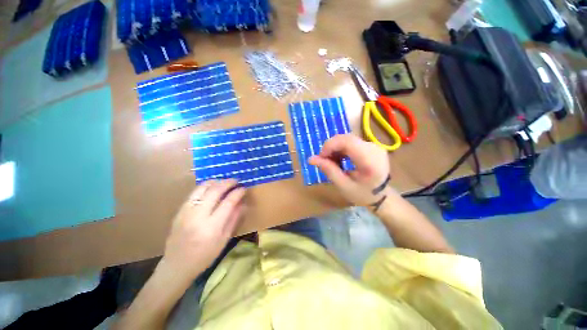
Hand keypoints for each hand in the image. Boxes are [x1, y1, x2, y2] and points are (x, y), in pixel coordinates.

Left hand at [161, 180, 245, 280]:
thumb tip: (243, 203)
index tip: (244, 188)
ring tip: (224, 182)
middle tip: (236, 181)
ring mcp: (186, 212)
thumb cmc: (204, 256)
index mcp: (212, 227)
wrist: (176, 266)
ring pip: (202, 188)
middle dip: (228, 183)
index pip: (228, 202)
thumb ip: (234, 219)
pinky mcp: (179, 211)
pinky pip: (194, 193)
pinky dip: (205, 187)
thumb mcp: (224, 240)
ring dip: (216, 182)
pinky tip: (211, 188)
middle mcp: (198, 216)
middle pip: (215, 191)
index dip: (238, 192)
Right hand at [309, 134, 396, 209]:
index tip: (321, 157)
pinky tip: (340, 159)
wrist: (382, 197)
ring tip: (332, 162)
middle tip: (324, 161)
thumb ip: (328, 170)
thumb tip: (311, 159)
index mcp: (370, 160)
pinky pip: (352, 142)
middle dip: (331, 147)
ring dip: (336, 148)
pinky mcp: (372, 146)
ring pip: (348, 139)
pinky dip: (342, 149)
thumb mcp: (343, 186)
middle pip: (346, 138)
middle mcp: (374, 148)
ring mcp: (374, 145)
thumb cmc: (362, 195)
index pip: (347, 141)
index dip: (330, 145)